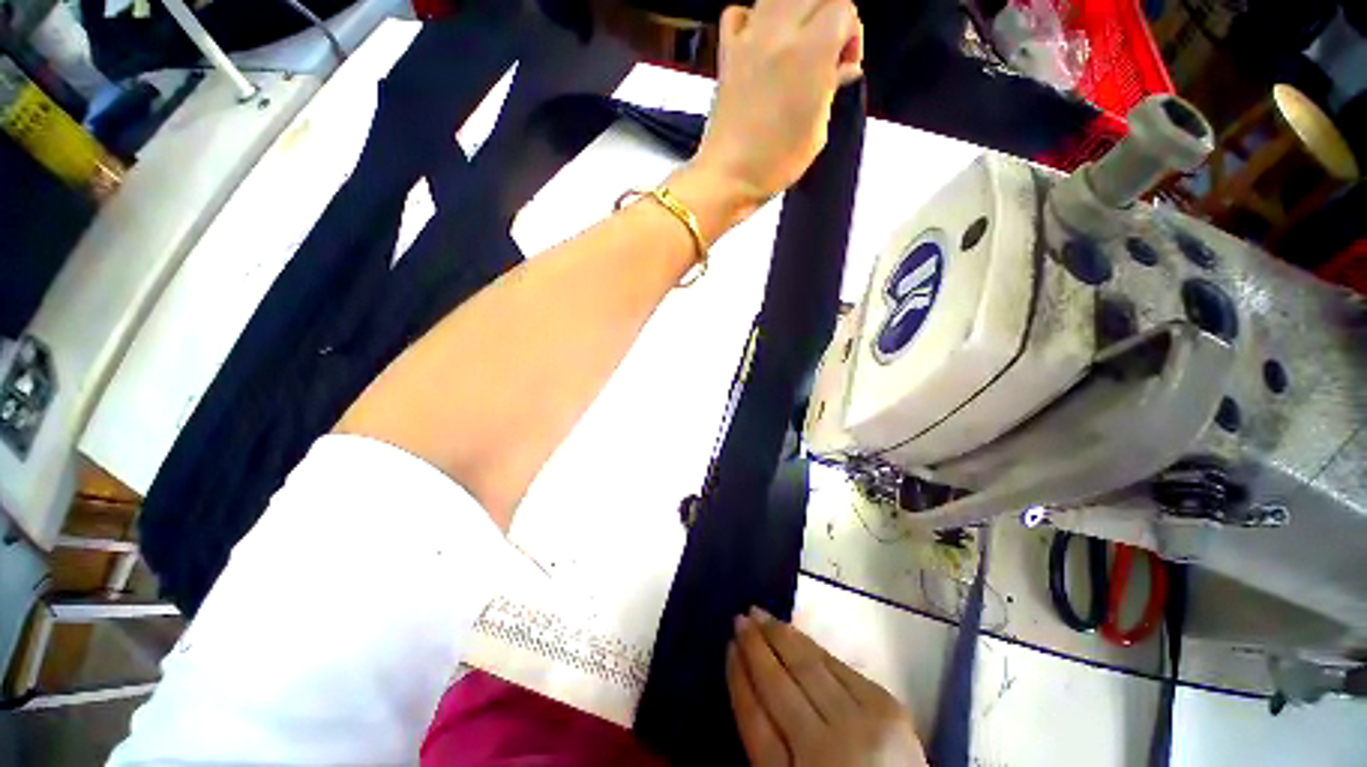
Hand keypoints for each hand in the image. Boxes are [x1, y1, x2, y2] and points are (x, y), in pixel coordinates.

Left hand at [693, 0, 863, 205]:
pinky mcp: (726, 53)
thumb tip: (844, 67)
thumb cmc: (776, 164)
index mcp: (810, 53)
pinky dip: (753, 19)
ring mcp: (748, 40)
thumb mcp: (816, 132)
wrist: (727, 178)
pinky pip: (739, 13)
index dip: (851, 34)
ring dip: (795, 13)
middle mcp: (779, 33)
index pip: (843, 8)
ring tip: (796, 46)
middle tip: (825, 53)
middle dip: (828, 17)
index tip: (844, 66)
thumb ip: (831, 88)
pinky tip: (760, 43)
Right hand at [727, 607, 927, 766]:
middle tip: (740, 618)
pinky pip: (838, 664)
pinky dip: (811, 646)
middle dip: (755, 647)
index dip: (738, 679)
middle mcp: (825, 750)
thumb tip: (747, 684)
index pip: (754, 720)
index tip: (728, 647)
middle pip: (779, 685)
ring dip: (780, 635)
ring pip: (808, 666)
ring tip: (760, 613)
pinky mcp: (887, 707)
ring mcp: (861, 725)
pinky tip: (795, 632)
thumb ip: (765, 746)